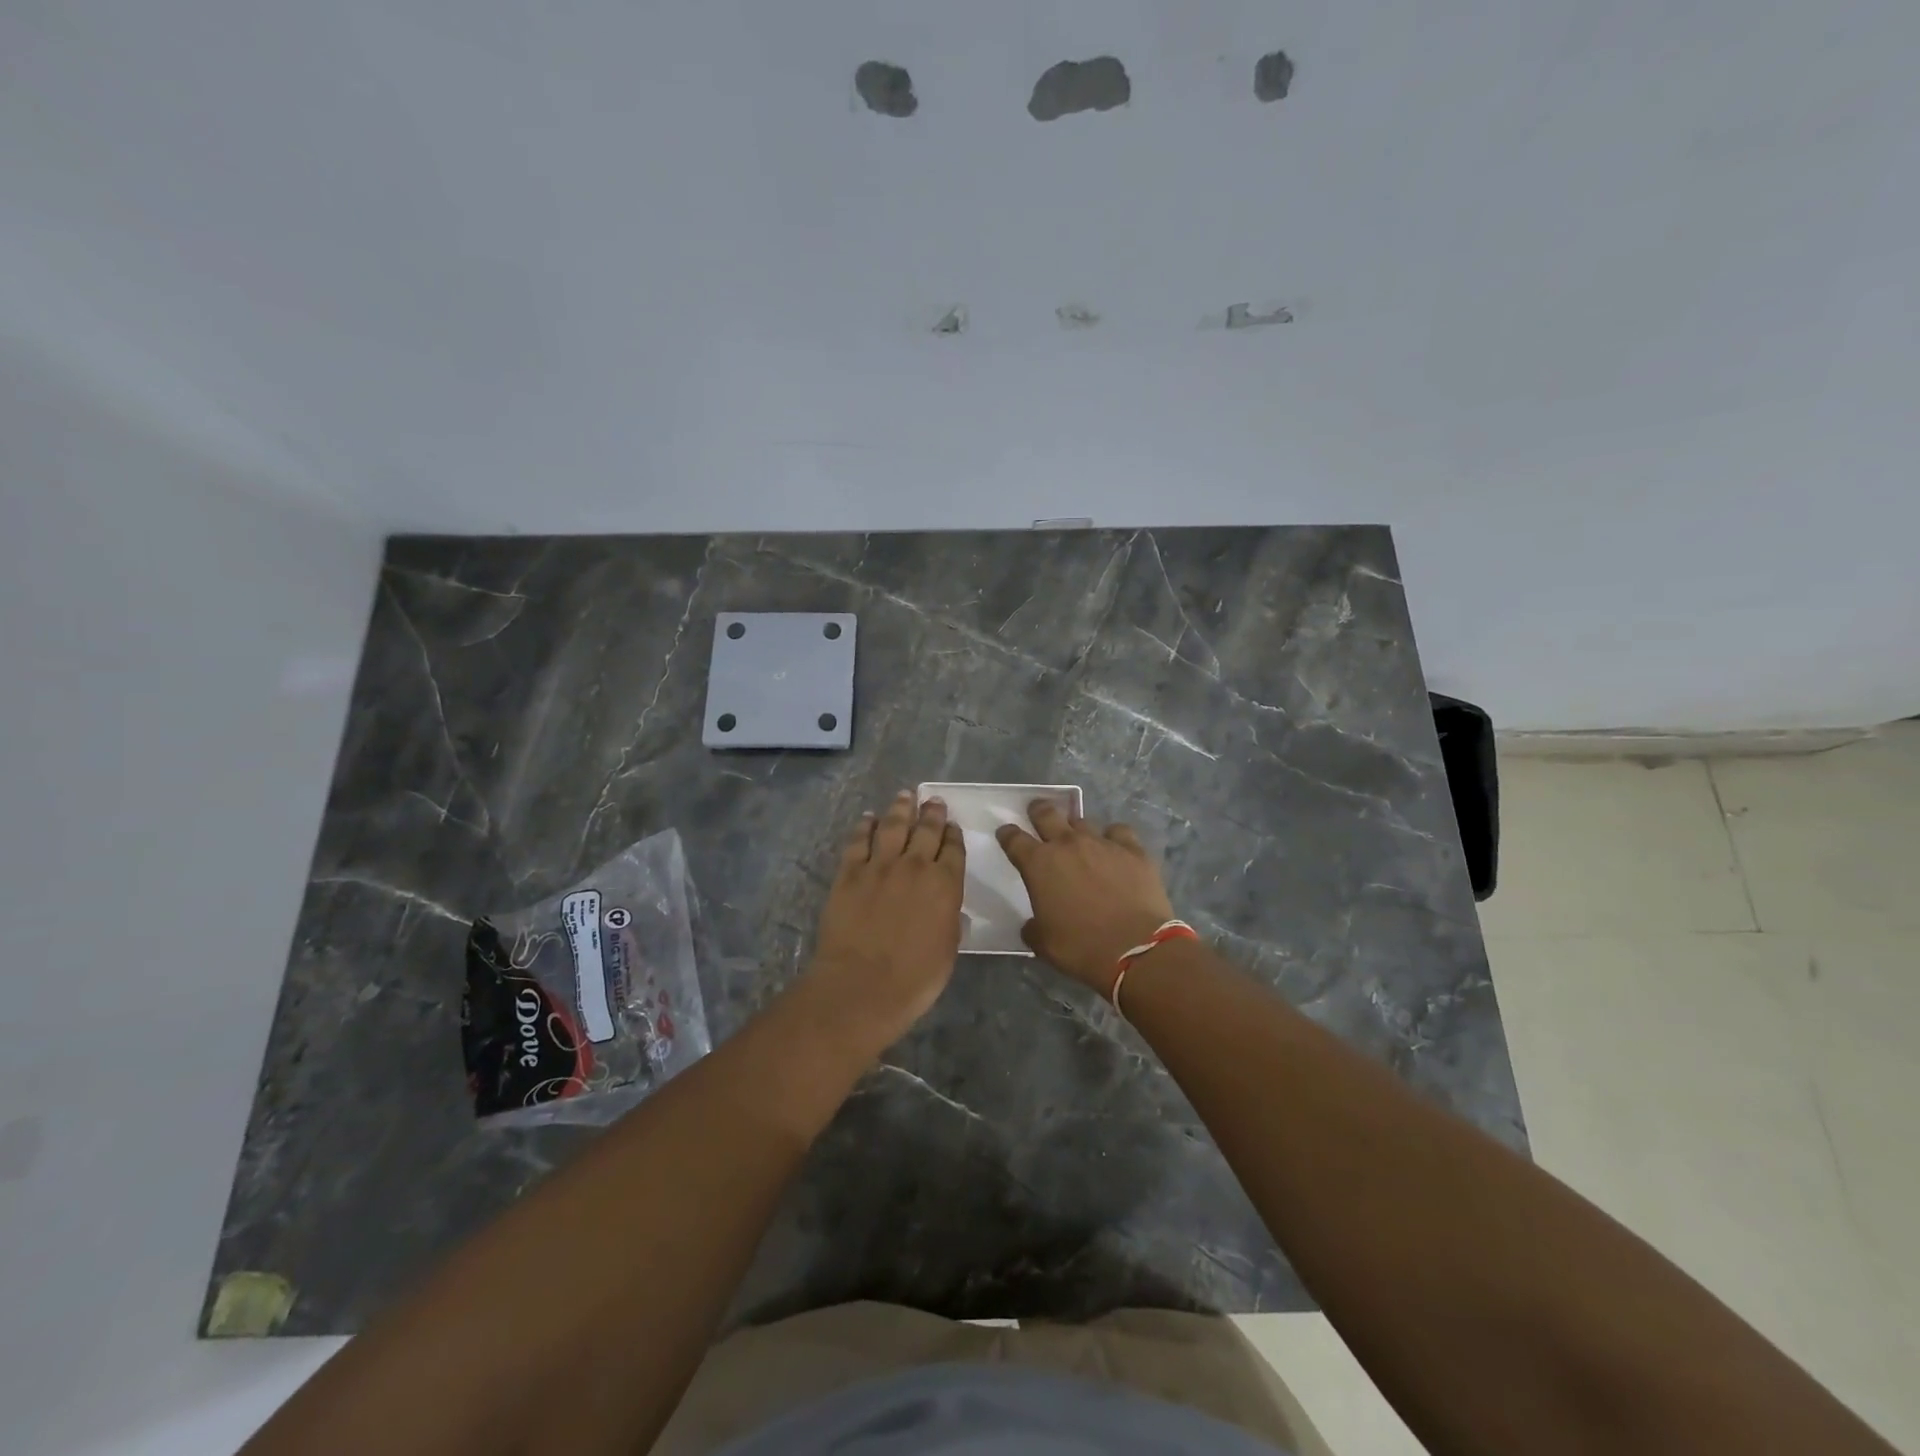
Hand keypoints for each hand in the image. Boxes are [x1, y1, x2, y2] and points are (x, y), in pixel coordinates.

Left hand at [808, 790, 966, 1045]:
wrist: (862, 985)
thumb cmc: (915, 978)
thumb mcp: (948, 951)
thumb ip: (951, 924)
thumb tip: (951, 912)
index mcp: (945, 885)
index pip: (953, 850)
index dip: (953, 835)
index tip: (952, 825)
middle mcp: (915, 866)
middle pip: (926, 830)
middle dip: (932, 813)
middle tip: (933, 801)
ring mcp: (880, 866)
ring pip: (893, 827)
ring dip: (900, 809)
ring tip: (904, 796)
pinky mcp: (850, 873)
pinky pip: (859, 842)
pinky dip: (864, 827)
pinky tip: (868, 819)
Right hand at [996, 800, 1174, 994]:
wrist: (1136, 949)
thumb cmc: (1081, 948)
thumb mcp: (1044, 944)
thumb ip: (1034, 927)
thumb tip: (1033, 925)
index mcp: (1039, 865)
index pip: (1014, 839)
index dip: (1007, 834)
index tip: (1006, 833)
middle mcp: (1067, 845)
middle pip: (1047, 814)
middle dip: (1038, 811)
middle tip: (1037, 811)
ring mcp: (1102, 843)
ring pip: (1083, 821)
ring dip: (1076, 828)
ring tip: (1079, 838)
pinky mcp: (1132, 850)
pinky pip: (1118, 831)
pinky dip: (1113, 837)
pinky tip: (1115, 847)